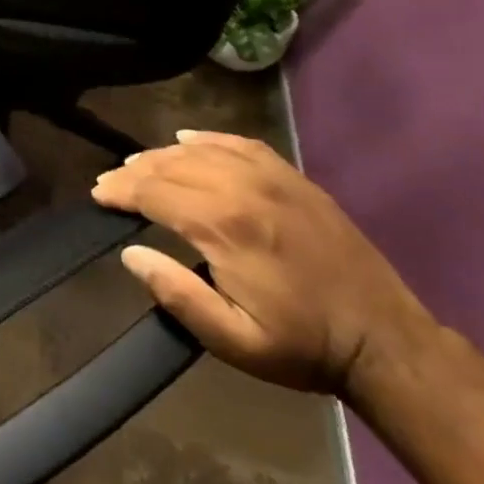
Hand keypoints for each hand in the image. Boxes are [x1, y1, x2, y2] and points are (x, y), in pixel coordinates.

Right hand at [92, 129, 436, 396]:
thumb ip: (177, 294)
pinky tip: (189, 140)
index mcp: (226, 227)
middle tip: (109, 183)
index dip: (120, 191)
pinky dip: (210, 139)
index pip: (155, 192)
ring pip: (204, 151)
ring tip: (138, 165)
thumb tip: (131, 254)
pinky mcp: (297, 181)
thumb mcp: (232, 339)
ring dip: (164, 155)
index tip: (98, 195)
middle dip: (134, 172)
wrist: (385, 342)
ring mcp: (276, 180)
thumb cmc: (301, 345)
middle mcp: (246, 190)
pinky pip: (243, 145)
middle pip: (173, 165)